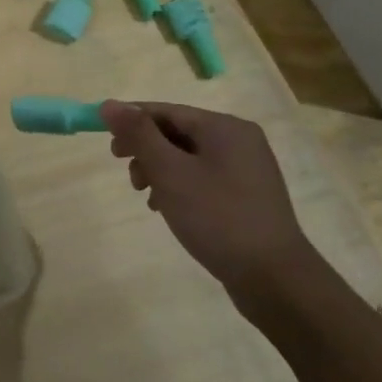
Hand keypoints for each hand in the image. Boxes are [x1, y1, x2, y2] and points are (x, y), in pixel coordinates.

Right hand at [100, 100, 323, 316]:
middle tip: (128, 176)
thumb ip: (139, 135)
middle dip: (146, 150)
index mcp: (224, 127)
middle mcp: (239, 139)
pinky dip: (179, 185)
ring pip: (188, 156)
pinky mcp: (247, 195)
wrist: (272, 277)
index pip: (166, 111)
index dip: (132, 123)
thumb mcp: (170, 173)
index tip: (108, 147)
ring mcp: (246, 168)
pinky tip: (167, 208)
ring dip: (160, 170)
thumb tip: (109, 104)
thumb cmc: (217, 218)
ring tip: (146, 196)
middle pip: (178, 131)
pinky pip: (203, 177)